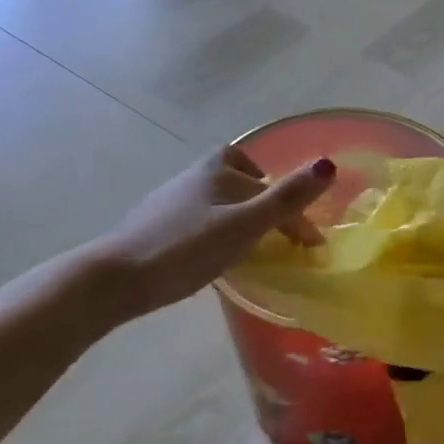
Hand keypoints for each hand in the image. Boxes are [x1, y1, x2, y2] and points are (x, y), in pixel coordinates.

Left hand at [91, 148, 334, 313]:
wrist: (114, 278)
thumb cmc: (186, 247)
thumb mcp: (245, 224)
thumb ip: (287, 198)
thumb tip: (329, 164)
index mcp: (219, 168)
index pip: (270, 184)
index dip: (294, 211)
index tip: (309, 245)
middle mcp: (196, 175)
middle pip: (242, 181)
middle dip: (266, 201)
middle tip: (282, 235)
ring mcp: (172, 199)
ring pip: (220, 200)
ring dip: (242, 216)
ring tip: (253, 245)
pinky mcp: (157, 224)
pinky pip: (202, 218)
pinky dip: (219, 229)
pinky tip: (215, 254)